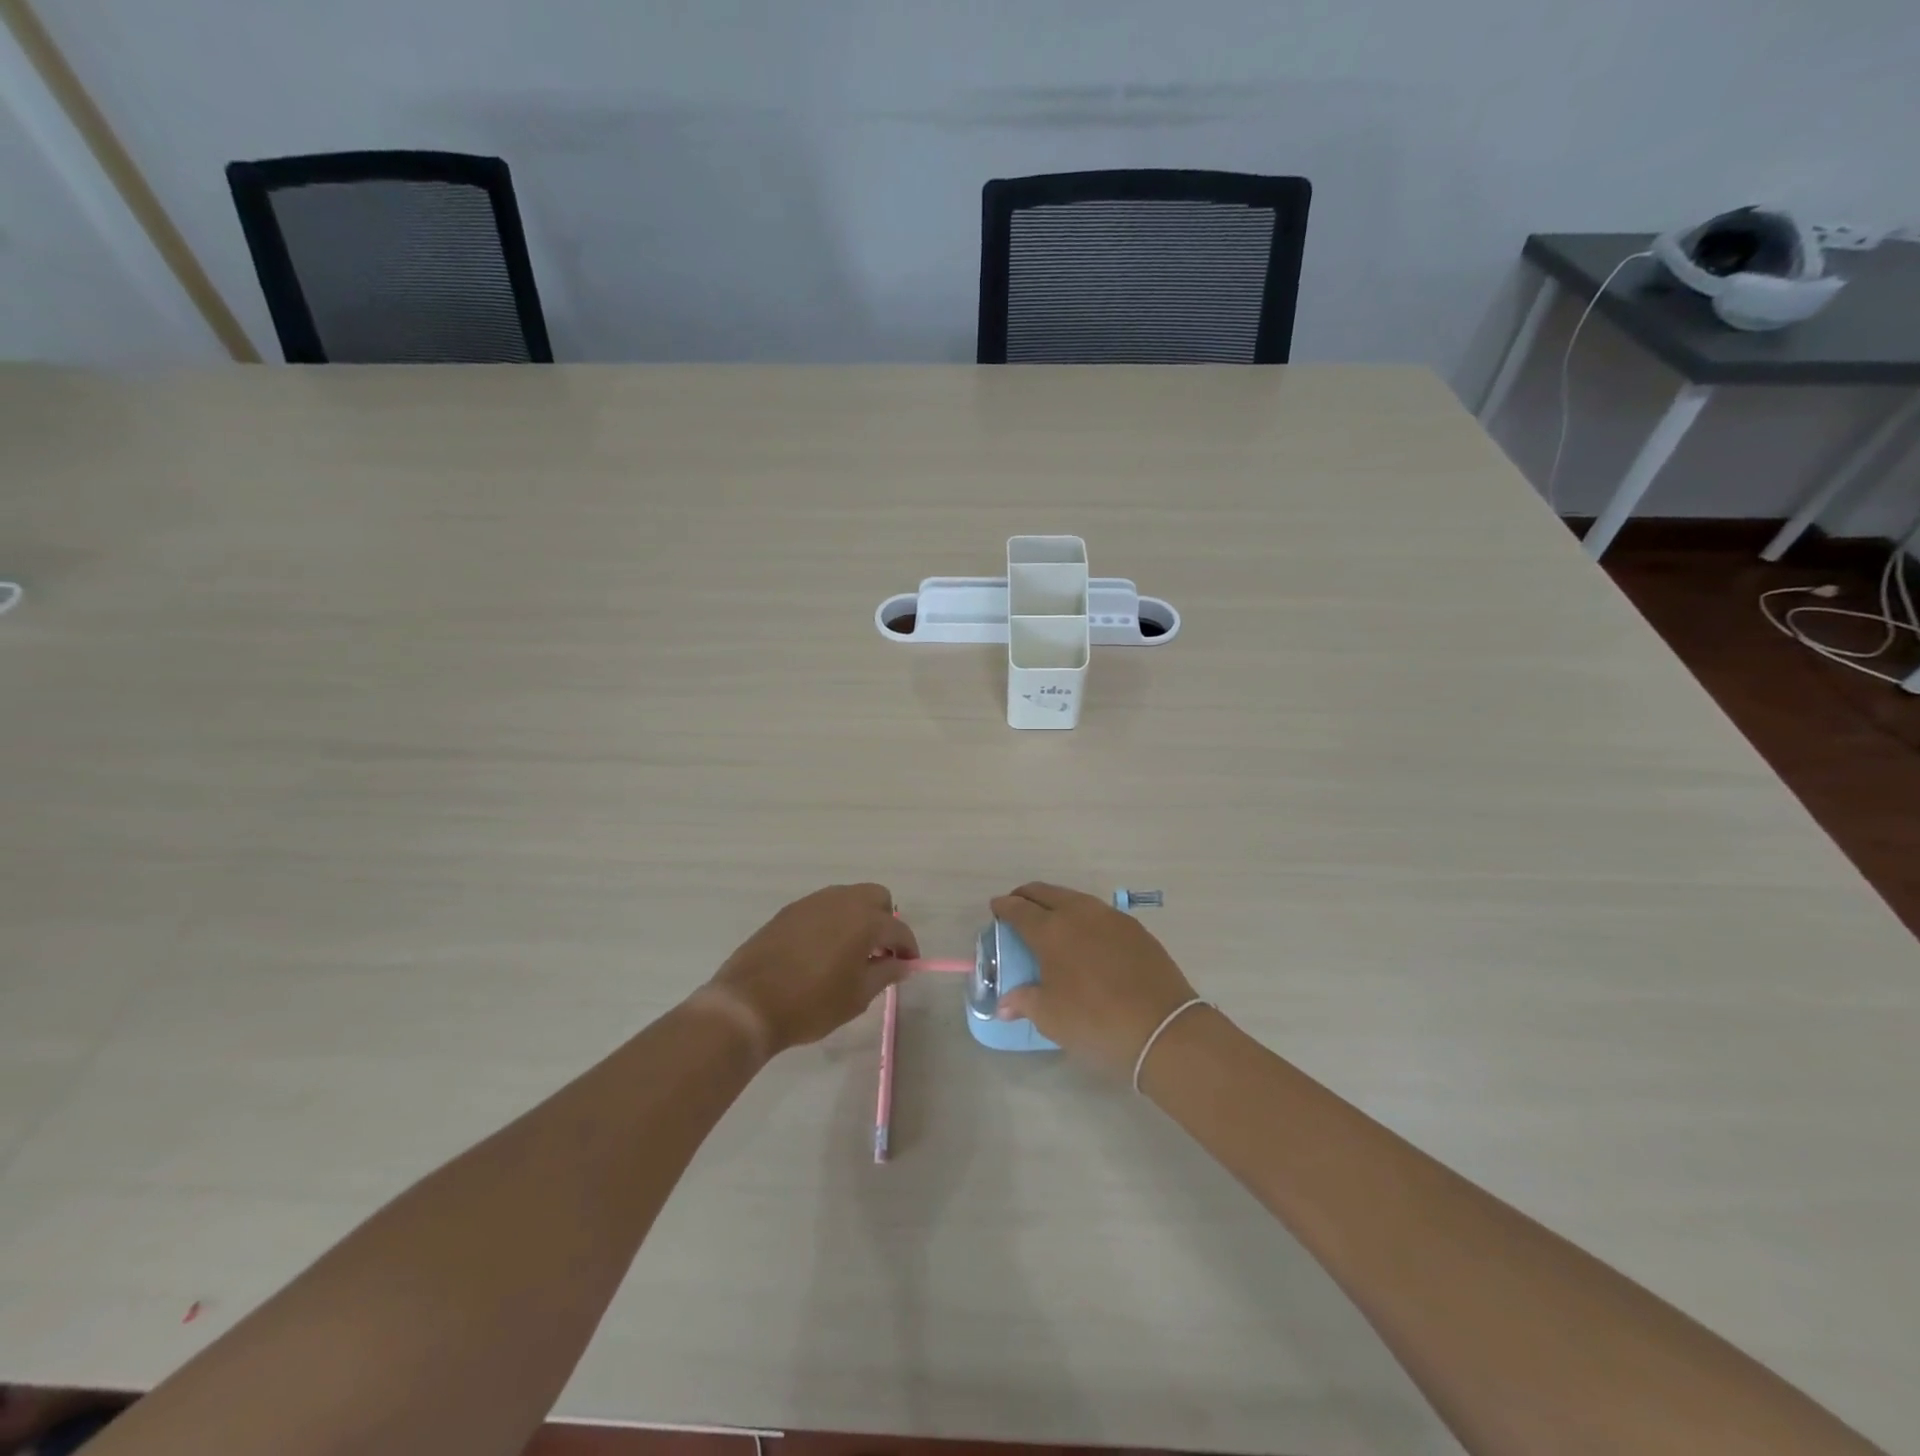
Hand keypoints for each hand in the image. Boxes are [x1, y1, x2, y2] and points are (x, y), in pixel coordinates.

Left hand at [701, 884, 918, 1058]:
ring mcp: (813, 902)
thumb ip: (885, 974)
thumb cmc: (811, 1005)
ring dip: (858, 917)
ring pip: (848, 897)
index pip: (898, 929)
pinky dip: (833, 921)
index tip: (907, 967)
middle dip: (885, 921)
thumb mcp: (857, 997)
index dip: (908, 949)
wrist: (748, 1004)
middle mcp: (841, 901)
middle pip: (877, 897)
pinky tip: (822, 950)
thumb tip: (902, 964)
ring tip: (850, 952)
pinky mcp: (790, 910)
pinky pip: (823, 906)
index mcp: (864, 921)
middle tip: (878, 953)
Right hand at [990, 882, 1199, 1079]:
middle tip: (1018, 906)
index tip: (996, 908)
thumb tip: (1004, 1004)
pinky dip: (1083, 916)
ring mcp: (1110, 917)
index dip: (1004, 907)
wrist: (1163, 1029)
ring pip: (1075, 898)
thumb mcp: (1051, 1018)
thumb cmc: (1096, 1022)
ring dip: (1057, 902)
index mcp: (1051, 930)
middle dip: (1027, 896)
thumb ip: (1024, 1002)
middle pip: (1046, 893)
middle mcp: (1079, 913)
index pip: (1019, 909)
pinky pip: (1099, 912)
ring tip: (1051, 919)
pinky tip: (1085, 935)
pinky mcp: (1134, 928)